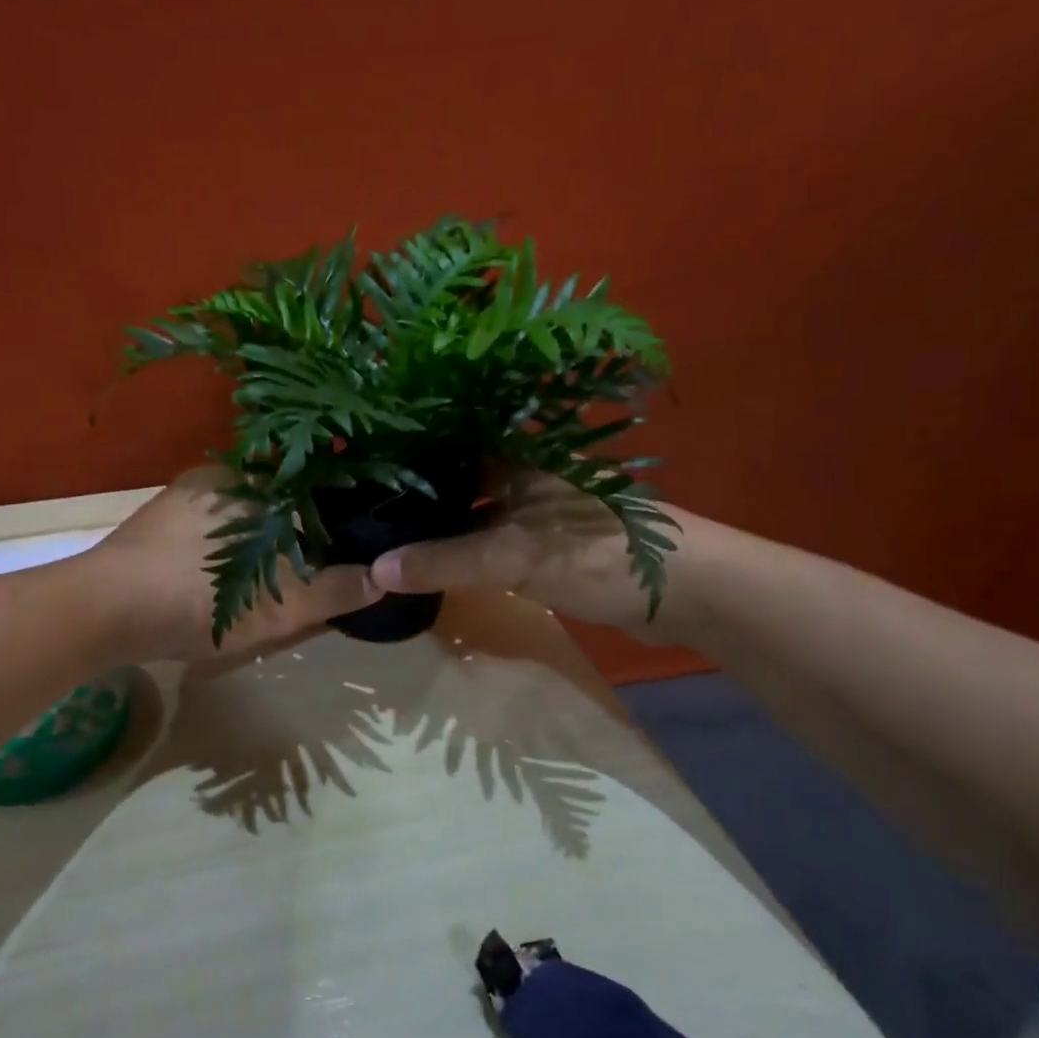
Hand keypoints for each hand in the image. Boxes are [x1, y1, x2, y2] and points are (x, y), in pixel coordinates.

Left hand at [89, 467, 381, 662]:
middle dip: (300, 522)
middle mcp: (218, 477)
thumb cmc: (194, 600)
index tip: (354, 530)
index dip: (336, 504)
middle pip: (278, 495)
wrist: (99, 611)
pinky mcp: (157, 520)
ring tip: (280, 567)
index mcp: (250, 483)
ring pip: (243, 510)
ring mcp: (183, 497)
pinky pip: (212, 523)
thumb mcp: (274, 608)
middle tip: (319, 558)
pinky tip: (230, 571)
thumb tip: (381, 579)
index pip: (309, 479)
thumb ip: (331, 592)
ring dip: (264, 532)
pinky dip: (231, 541)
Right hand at [369, 468, 700, 644]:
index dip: (401, 460)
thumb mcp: (514, 555)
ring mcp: (532, 509)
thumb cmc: (598, 553)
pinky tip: (430, 566)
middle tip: (358, 516)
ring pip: (470, 513)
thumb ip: (445, 561)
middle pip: (453, 482)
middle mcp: (519, 472)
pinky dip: (461, 552)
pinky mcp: (542, 544)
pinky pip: (487, 541)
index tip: (354, 478)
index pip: (443, 445)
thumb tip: (374, 571)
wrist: (684, 592)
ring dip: (435, 529)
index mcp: (514, 454)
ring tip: (381, 540)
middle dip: (411, 500)